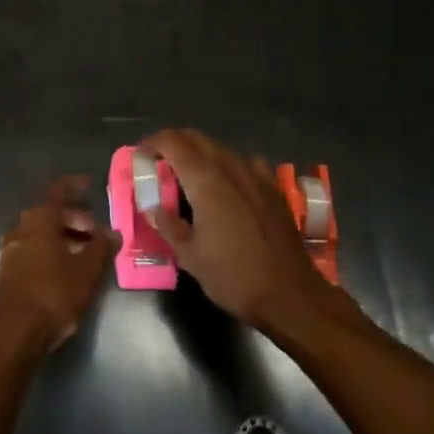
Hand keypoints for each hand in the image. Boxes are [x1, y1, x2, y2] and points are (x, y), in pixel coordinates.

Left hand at [0, 177, 117, 356]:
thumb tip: (113, 233)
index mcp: (39, 218)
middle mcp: (21, 227)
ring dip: (63, 238)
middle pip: (50, 214)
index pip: (59, 191)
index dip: (75, 186)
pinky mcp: (6, 272)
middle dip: (74, 219)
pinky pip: (32, 251)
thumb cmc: (53, 294)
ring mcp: (10, 250)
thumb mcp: (86, 272)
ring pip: (40, 234)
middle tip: (95, 233)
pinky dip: (50, 252)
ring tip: (85, 254)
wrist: (13, 335)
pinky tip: (65, 271)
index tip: (89, 185)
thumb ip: (101, 248)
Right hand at [142, 128, 340, 338]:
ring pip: (220, 148)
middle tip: (160, 165)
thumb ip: (167, 225)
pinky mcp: (273, 187)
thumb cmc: (234, 276)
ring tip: (189, 178)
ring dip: (199, 154)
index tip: (141, 156)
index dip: (153, 143)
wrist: (291, 295)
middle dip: (174, 144)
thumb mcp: (190, 256)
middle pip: (196, 138)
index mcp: (205, 179)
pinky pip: (244, 163)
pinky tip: (227, 187)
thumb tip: (153, 207)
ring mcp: (255, 174)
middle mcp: (230, 166)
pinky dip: (227, 166)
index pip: (173, 141)